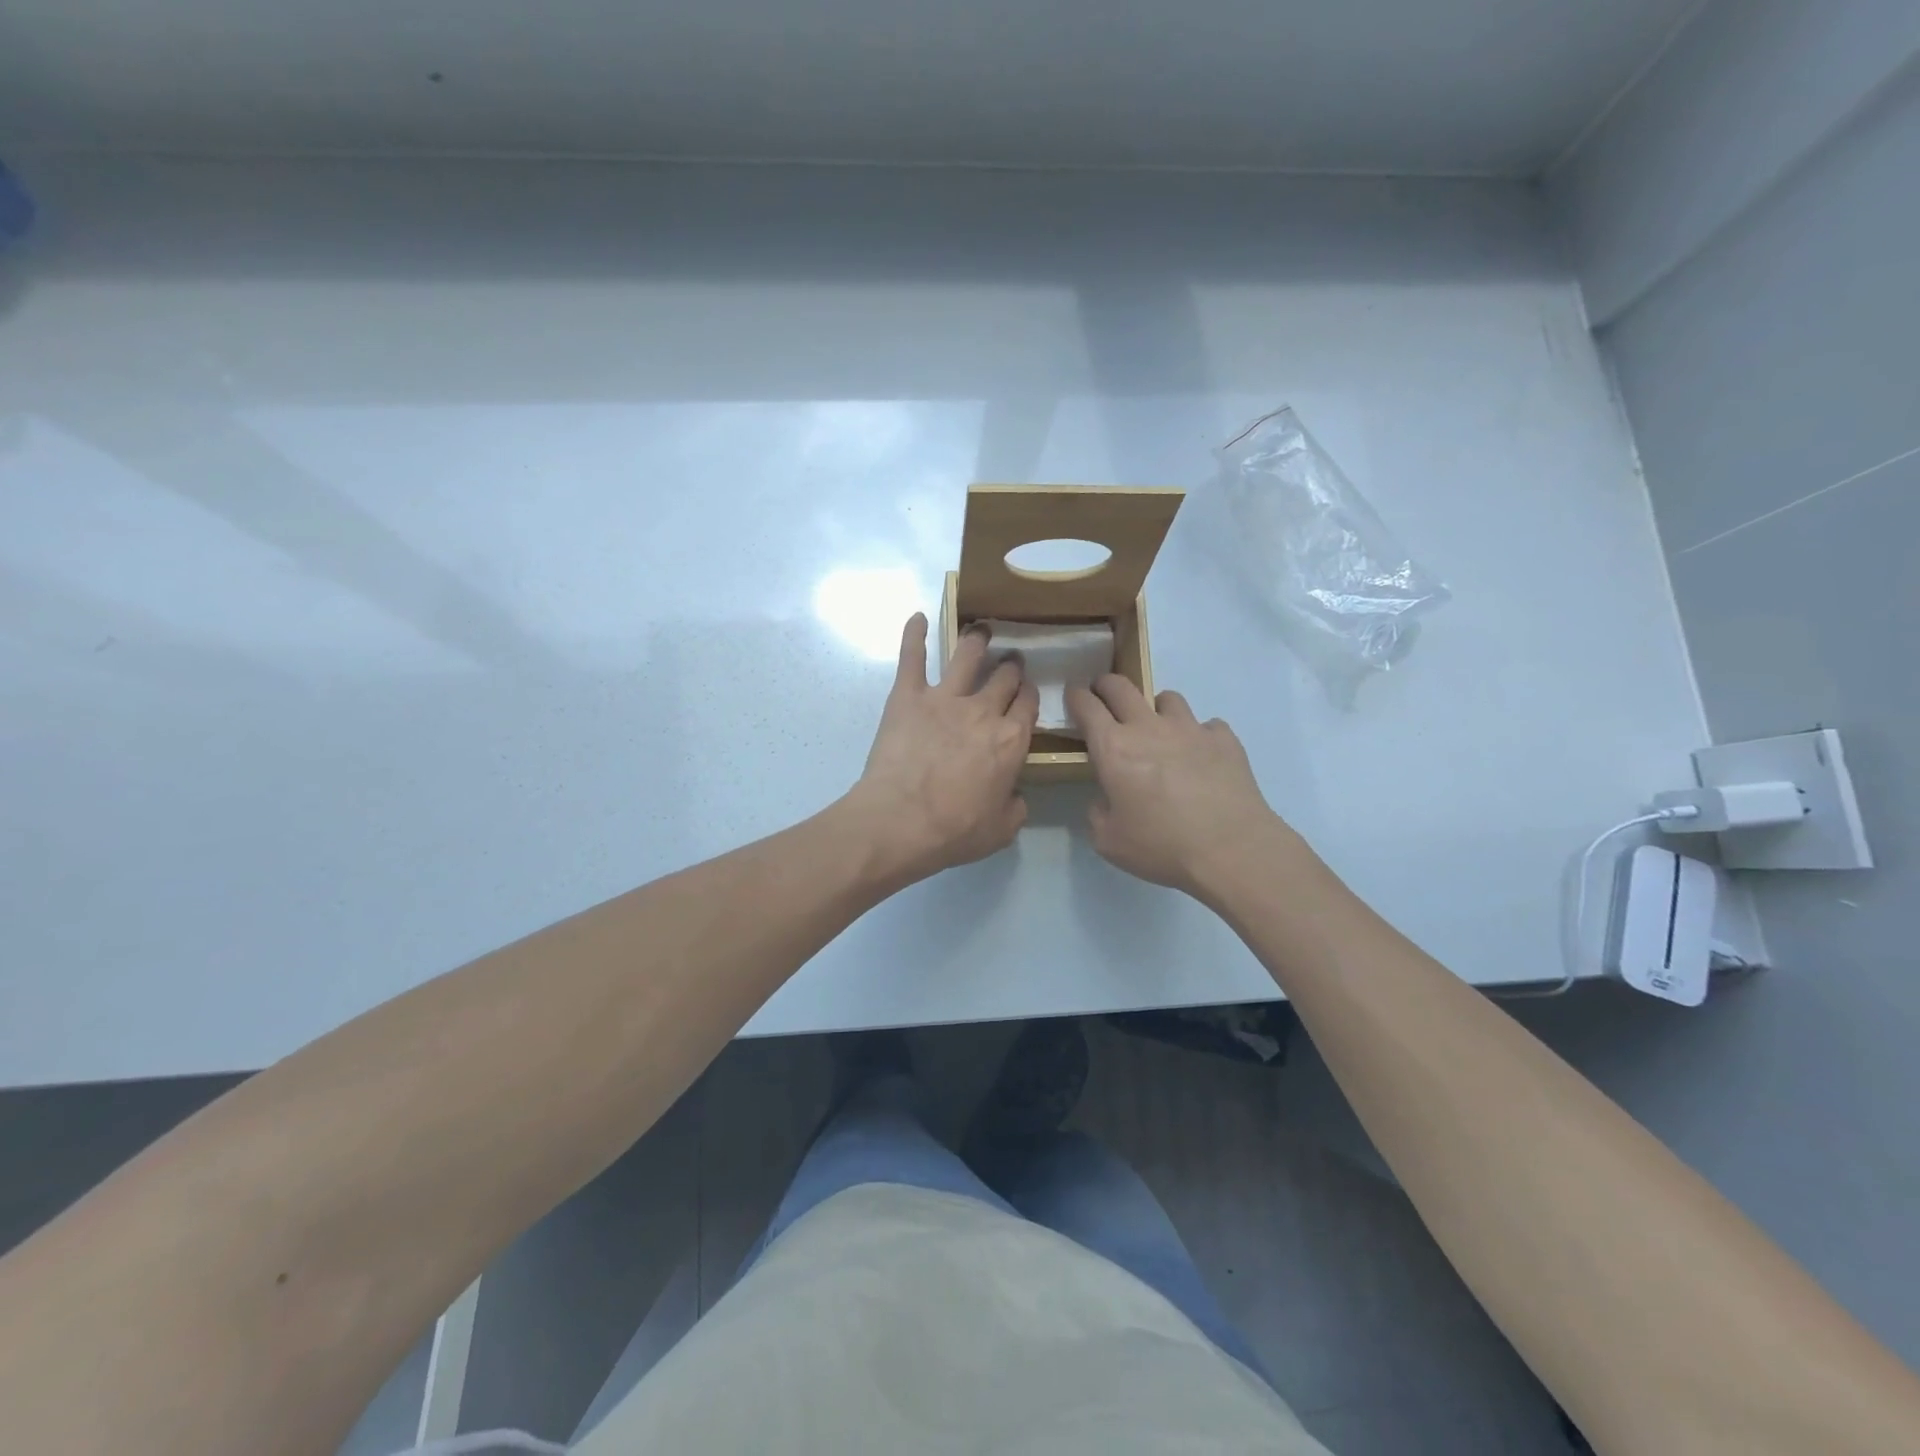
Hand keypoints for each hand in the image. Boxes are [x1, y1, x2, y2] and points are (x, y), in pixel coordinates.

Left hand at [846, 614, 1038, 886]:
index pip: (1028, 705)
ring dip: (977, 640)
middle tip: (1011, 661)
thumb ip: (1016, 807)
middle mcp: (983, 711)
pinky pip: (912, 657)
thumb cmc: (954, 830)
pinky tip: (916, 617)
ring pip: (967, 656)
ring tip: (981, 630)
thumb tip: (1015, 795)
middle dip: (1011, 666)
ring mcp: (944, 698)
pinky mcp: (908, 696)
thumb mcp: (1001, 830)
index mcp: (1011, 741)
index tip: (1027, 692)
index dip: (1029, 695)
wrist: (901, 821)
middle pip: (1005, 677)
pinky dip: (914, 634)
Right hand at [1066, 675, 1291, 898]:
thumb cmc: (1161, 846)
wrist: (1231, 850)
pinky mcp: (1224, 739)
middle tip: (1104, 699)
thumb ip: (1098, 812)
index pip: (1086, 705)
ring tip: (1159, 731)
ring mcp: (1190, 728)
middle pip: (1121, 686)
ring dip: (1155, 709)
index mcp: (1113, 748)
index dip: (1076, 697)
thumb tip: (1106, 799)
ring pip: (1166, 698)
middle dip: (1106, 686)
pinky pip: (1206, 725)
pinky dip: (1198, 735)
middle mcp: (1148, 727)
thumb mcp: (1108, 841)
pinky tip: (1201, 757)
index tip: (1074, 698)